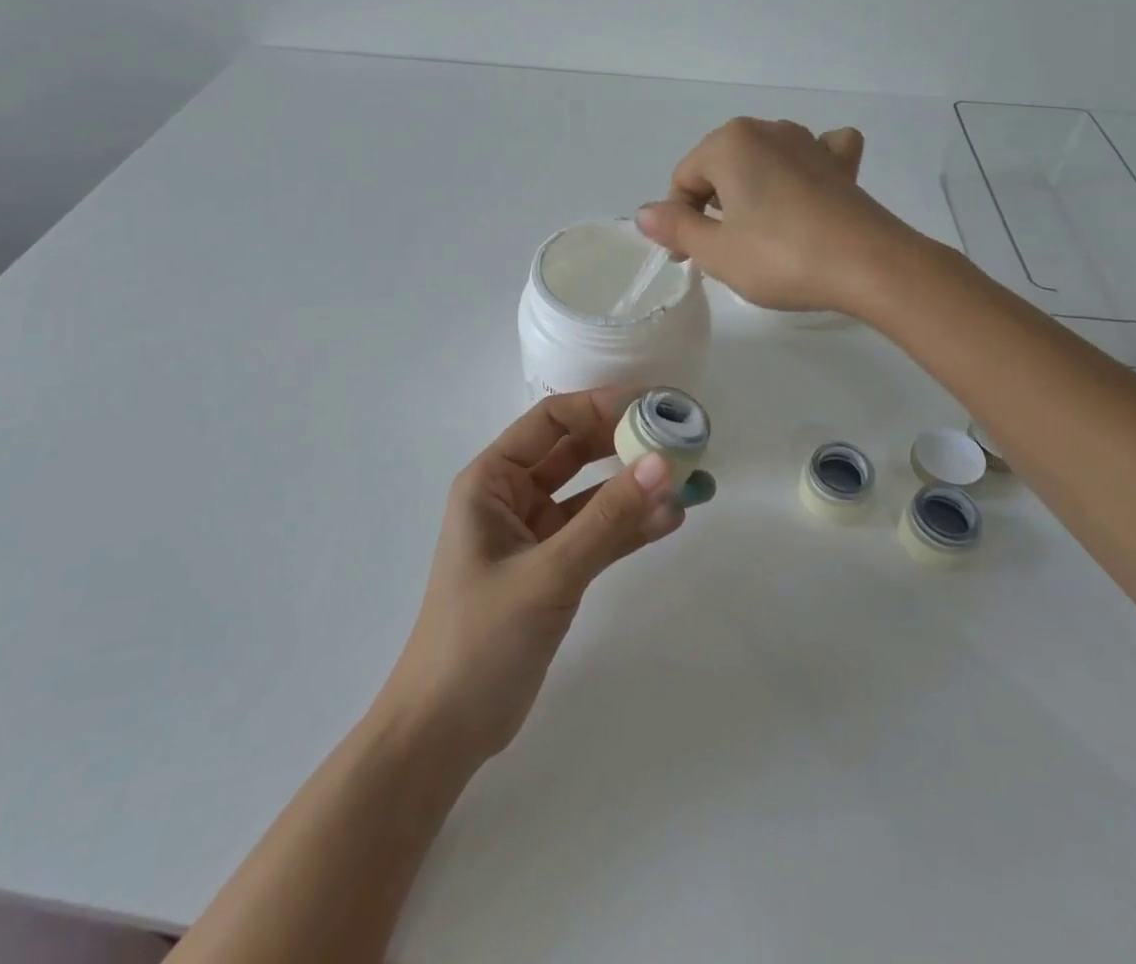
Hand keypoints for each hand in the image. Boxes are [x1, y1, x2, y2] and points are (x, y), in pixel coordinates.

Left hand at [377, 388, 687, 768]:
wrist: (445, 732)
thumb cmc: (481, 638)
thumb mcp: (548, 572)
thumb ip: (609, 519)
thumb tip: (663, 463)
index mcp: (492, 480)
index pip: (552, 421)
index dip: (601, 405)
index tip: (655, 404)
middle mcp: (512, 497)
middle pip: (576, 452)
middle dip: (625, 444)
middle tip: (680, 438)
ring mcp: (534, 534)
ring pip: (593, 495)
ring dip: (636, 488)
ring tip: (691, 480)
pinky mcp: (553, 569)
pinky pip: (598, 534)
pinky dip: (631, 527)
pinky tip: (671, 519)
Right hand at [634, 118, 911, 314]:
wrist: (870, 266)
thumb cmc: (781, 257)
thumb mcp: (716, 252)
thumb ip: (675, 228)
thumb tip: (644, 213)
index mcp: (729, 143)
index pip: (684, 180)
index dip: (679, 221)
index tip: (689, 259)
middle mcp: (767, 130)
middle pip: (720, 167)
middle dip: (713, 206)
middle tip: (723, 251)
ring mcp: (809, 141)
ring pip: (761, 160)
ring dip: (751, 190)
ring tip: (759, 232)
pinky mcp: (840, 163)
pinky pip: (813, 153)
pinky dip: (802, 167)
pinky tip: (806, 188)